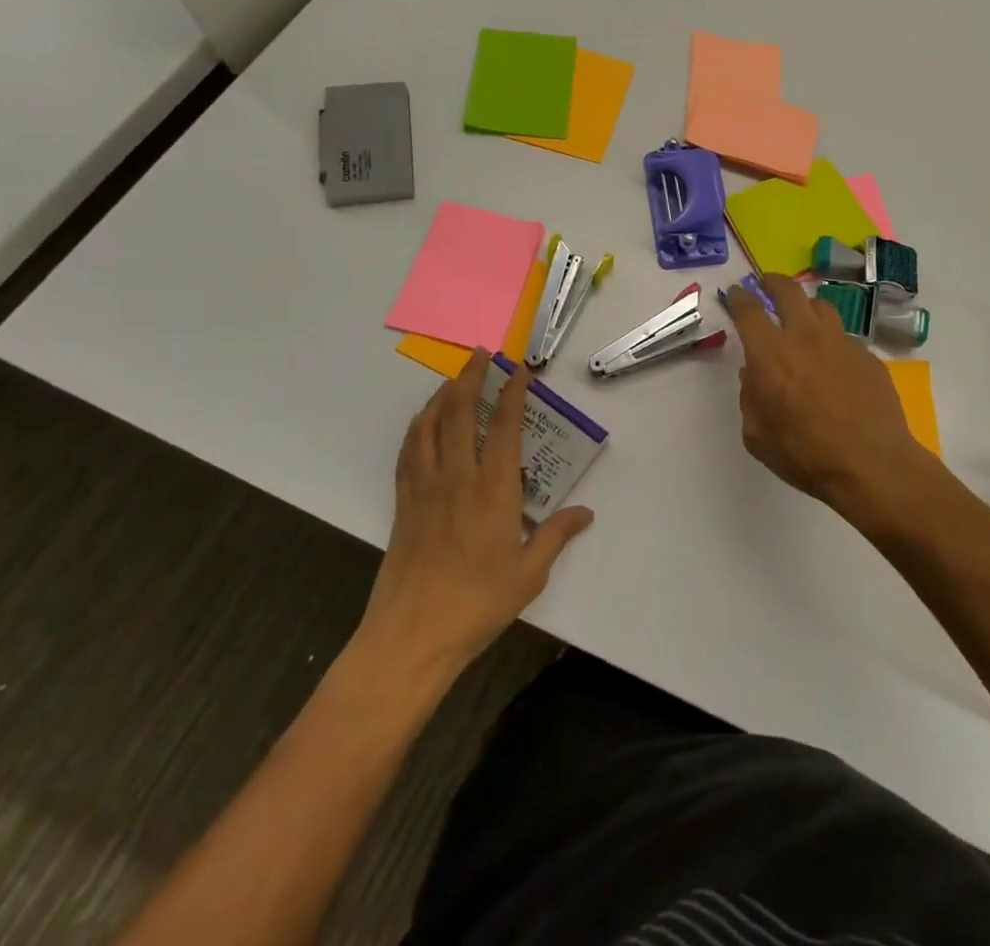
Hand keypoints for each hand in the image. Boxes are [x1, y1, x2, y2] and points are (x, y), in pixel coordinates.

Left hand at [355, 351, 592, 679]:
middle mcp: (457, 477)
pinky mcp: (404, 503)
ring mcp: (425, 488)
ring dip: (441, 394)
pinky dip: (418, 426)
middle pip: (459, 412)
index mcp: (494, 490)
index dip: (512, 391)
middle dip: (470, 377)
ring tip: (454, 378)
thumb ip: (556, 536)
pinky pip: (409, 451)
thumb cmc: (477, 604)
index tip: (518, 369)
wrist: (411, 636)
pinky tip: (424, 422)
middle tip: (480, 354)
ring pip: (429, 425)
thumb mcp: (529, 574)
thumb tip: (586, 513)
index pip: (504, 425)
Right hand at [723, 273, 941, 524]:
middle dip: (773, 282)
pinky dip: (832, 340)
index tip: (735, 293)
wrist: (871, 464)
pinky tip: (833, 361)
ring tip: (803, 317)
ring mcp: (841, 342)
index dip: (739, 297)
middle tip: (767, 284)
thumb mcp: (757, 435)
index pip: (748, 310)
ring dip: (806, 306)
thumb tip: (754, 376)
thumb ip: (750, 398)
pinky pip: (844, 336)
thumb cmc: (805, 454)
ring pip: (821, 306)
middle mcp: (805, 337)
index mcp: (770, 354)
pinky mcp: (867, 355)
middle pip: (788, 290)